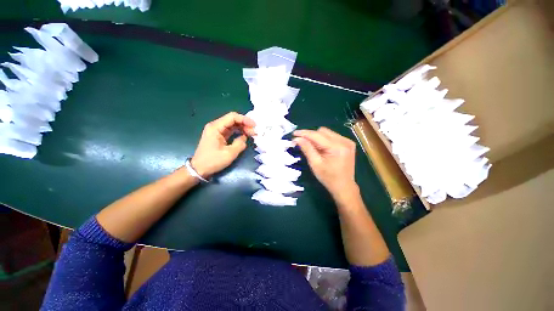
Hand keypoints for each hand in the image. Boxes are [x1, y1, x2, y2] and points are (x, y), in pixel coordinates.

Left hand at [191, 112, 255, 177]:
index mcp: (216, 127)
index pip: (232, 117)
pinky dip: (238, 132)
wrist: (199, 169)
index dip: (245, 119)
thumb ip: (240, 144)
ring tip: (251, 134)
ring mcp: (216, 131)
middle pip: (233, 120)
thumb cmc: (213, 161)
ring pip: (232, 125)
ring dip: (242, 128)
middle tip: (254, 132)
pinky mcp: (218, 136)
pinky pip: (230, 130)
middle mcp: (215, 126)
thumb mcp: (229, 154)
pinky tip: (244, 136)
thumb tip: (244, 138)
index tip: (254, 126)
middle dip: (245, 124)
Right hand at [293, 127, 357, 198]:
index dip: (304, 133)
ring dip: (317, 137)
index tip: (294, 134)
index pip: (317, 135)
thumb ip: (307, 149)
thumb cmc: (328, 178)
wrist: (344, 187)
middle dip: (311, 135)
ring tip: (313, 147)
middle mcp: (344, 141)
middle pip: (322, 131)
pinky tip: (322, 148)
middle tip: (302, 142)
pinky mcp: (348, 143)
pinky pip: (332, 136)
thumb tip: (297, 138)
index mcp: (336, 147)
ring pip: (327, 133)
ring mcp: (348, 141)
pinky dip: (324, 140)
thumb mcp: (315, 164)